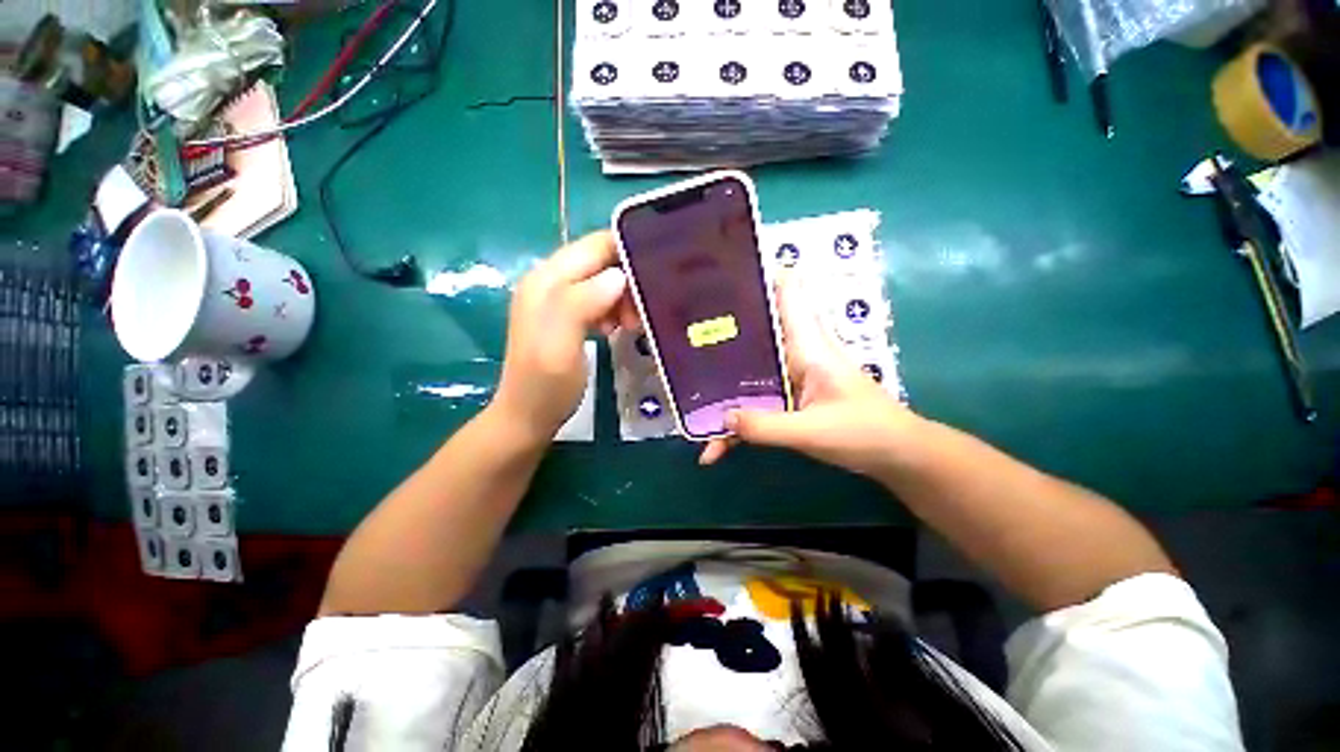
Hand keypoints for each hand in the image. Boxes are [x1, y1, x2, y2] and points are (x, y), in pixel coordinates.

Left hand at [495, 232, 637, 438]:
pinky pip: (597, 299)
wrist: (527, 416)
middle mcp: (550, 281)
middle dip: (627, 279)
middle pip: (600, 261)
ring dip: (622, 297)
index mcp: (547, 280)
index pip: (595, 245)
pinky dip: (613, 308)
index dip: (628, 251)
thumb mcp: (561, 345)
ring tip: (630, 324)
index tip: (656, 274)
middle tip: (640, 312)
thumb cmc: (546, 385)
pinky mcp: (565, 315)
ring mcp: (557, 299)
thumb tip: (618, 276)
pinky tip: (615, 328)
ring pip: (602, 280)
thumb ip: (582, 303)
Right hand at [699, 274, 924, 478]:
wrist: (896, 457)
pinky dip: (737, 424)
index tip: (724, 272)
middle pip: (754, 334)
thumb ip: (766, 427)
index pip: (787, 294)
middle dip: (721, 334)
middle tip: (682, 334)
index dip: (761, 277)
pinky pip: (755, 405)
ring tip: (685, 398)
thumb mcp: (812, 431)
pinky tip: (715, 447)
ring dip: (722, 389)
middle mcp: (795, 355)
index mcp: (807, 346)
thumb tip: (721, 417)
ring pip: (749, 375)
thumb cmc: (864, 433)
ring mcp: (789, 379)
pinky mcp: (788, 400)